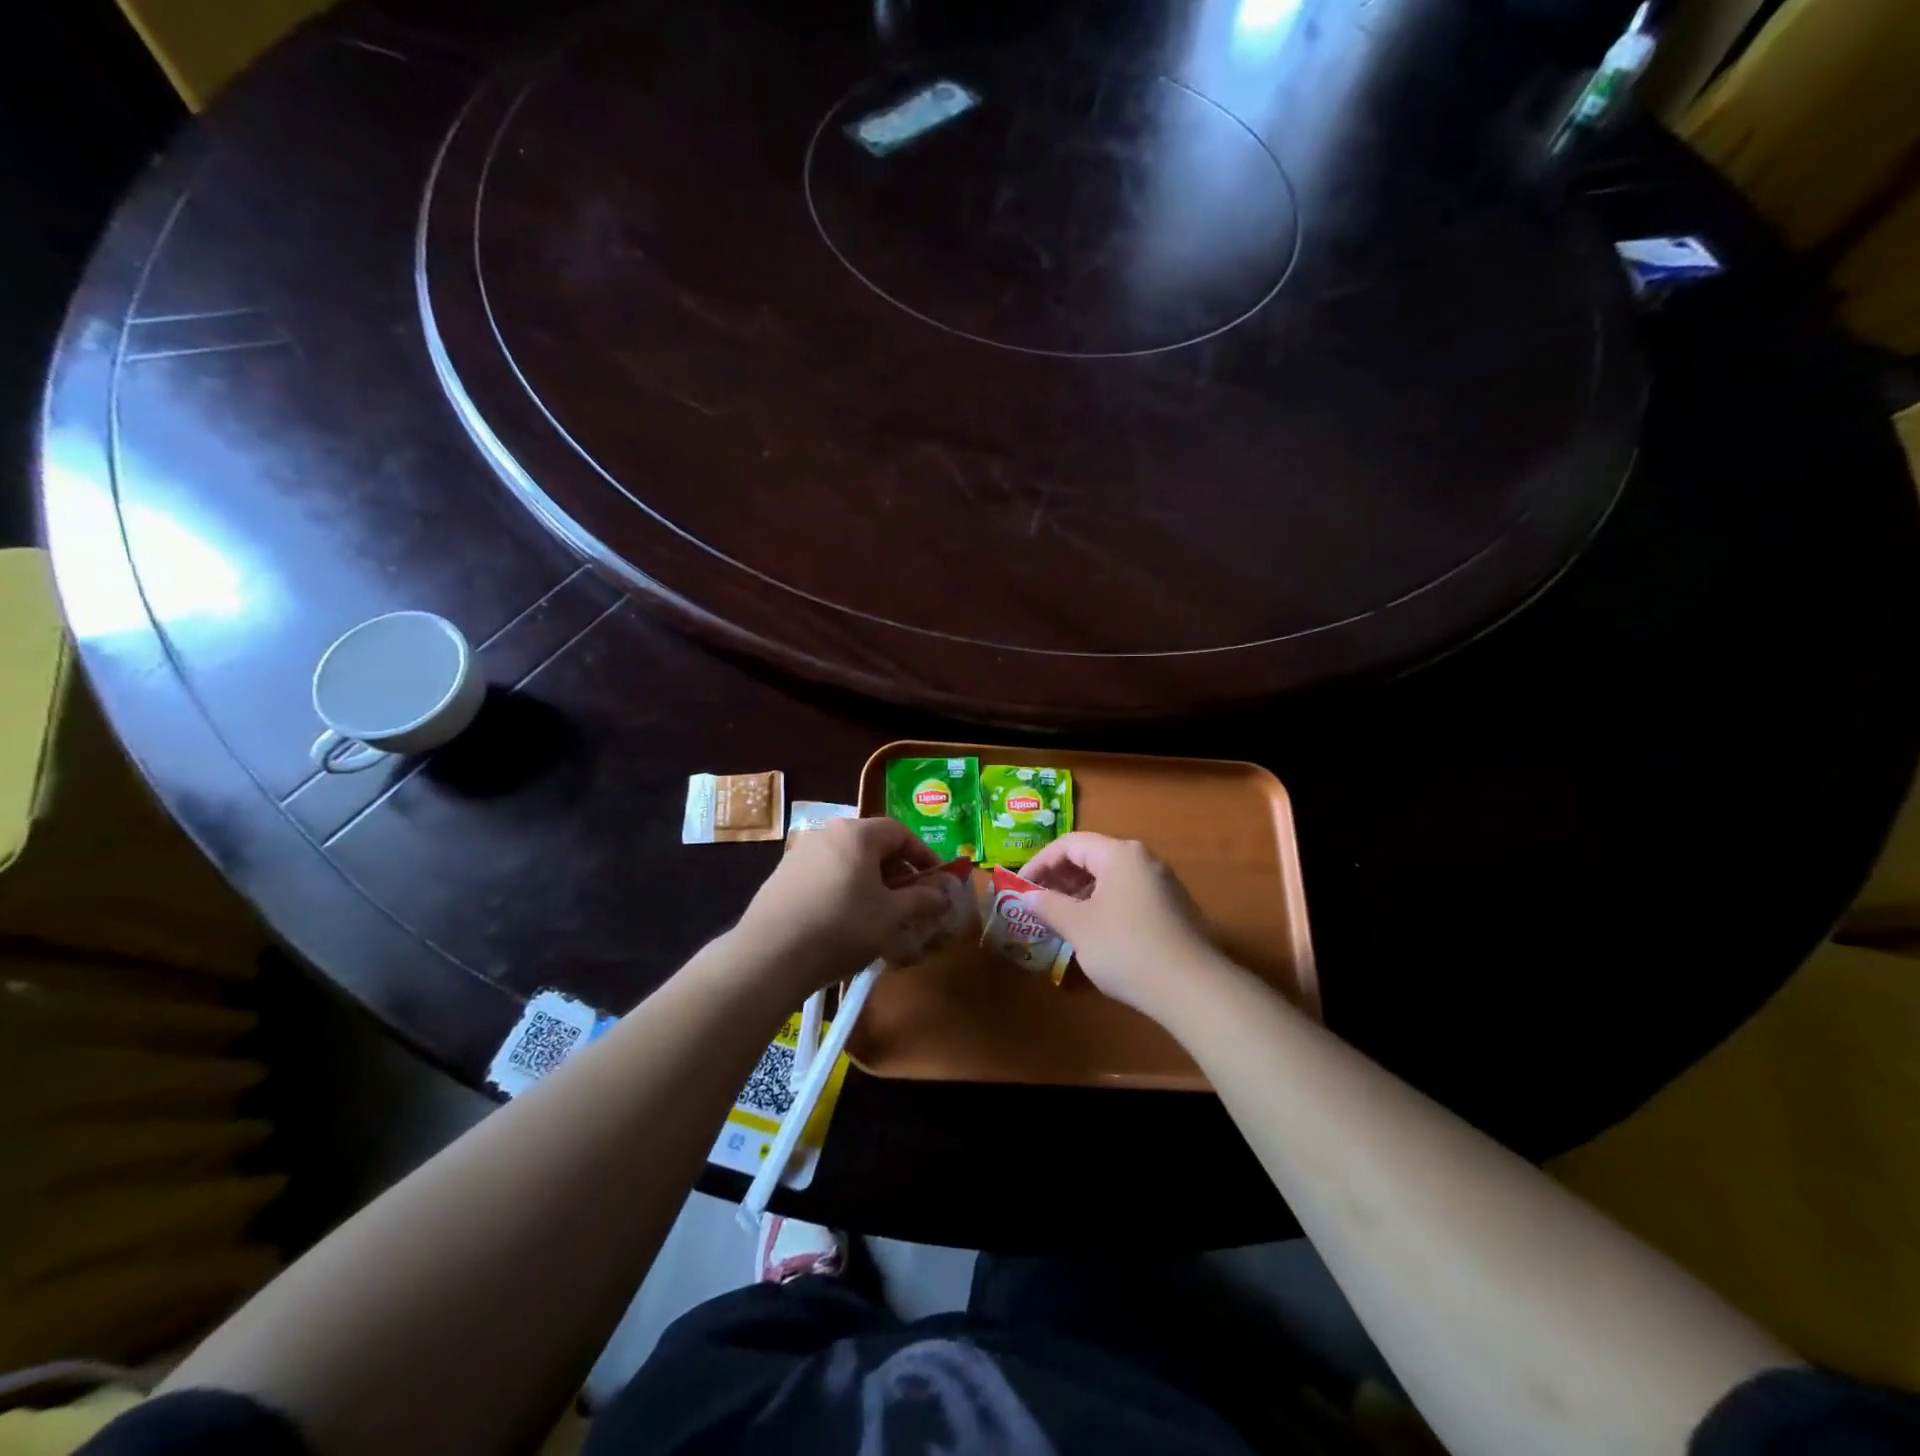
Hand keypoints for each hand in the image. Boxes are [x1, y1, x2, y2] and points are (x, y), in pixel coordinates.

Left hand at [732, 817, 947, 995]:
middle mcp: (827, 833)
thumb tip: (944, 895)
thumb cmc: (842, 926)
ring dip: (869, 883)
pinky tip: (844, 922)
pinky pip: (824, 876)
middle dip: (896, 871)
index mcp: (857, 833)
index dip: (923, 856)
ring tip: (880, 914)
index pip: (900, 833)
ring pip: (847, 862)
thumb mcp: (891, 915)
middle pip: (872, 845)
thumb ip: (921, 900)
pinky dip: (843, 891)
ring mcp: (799, 854)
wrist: (770, 955)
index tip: (937, 882)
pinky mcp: (781, 878)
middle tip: (911, 900)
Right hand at [1023, 833, 1219, 1021]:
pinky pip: (1128, 895)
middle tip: (1038, 903)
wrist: (1192, 988)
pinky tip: (1094, 933)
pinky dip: (1103, 905)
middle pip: (1092, 857)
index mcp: (1120, 854)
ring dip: (1080, 894)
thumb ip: (1049, 906)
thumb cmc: (1126, 947)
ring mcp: (1163, 884)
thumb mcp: (1078, 926)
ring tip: (1061, 920)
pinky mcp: (1173, 909)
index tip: (1021, 887)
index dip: (1040, 862)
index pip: (1070, 844)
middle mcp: (1143, 860)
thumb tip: (1028, 896)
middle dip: (1060, 878)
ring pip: (1110, 878)